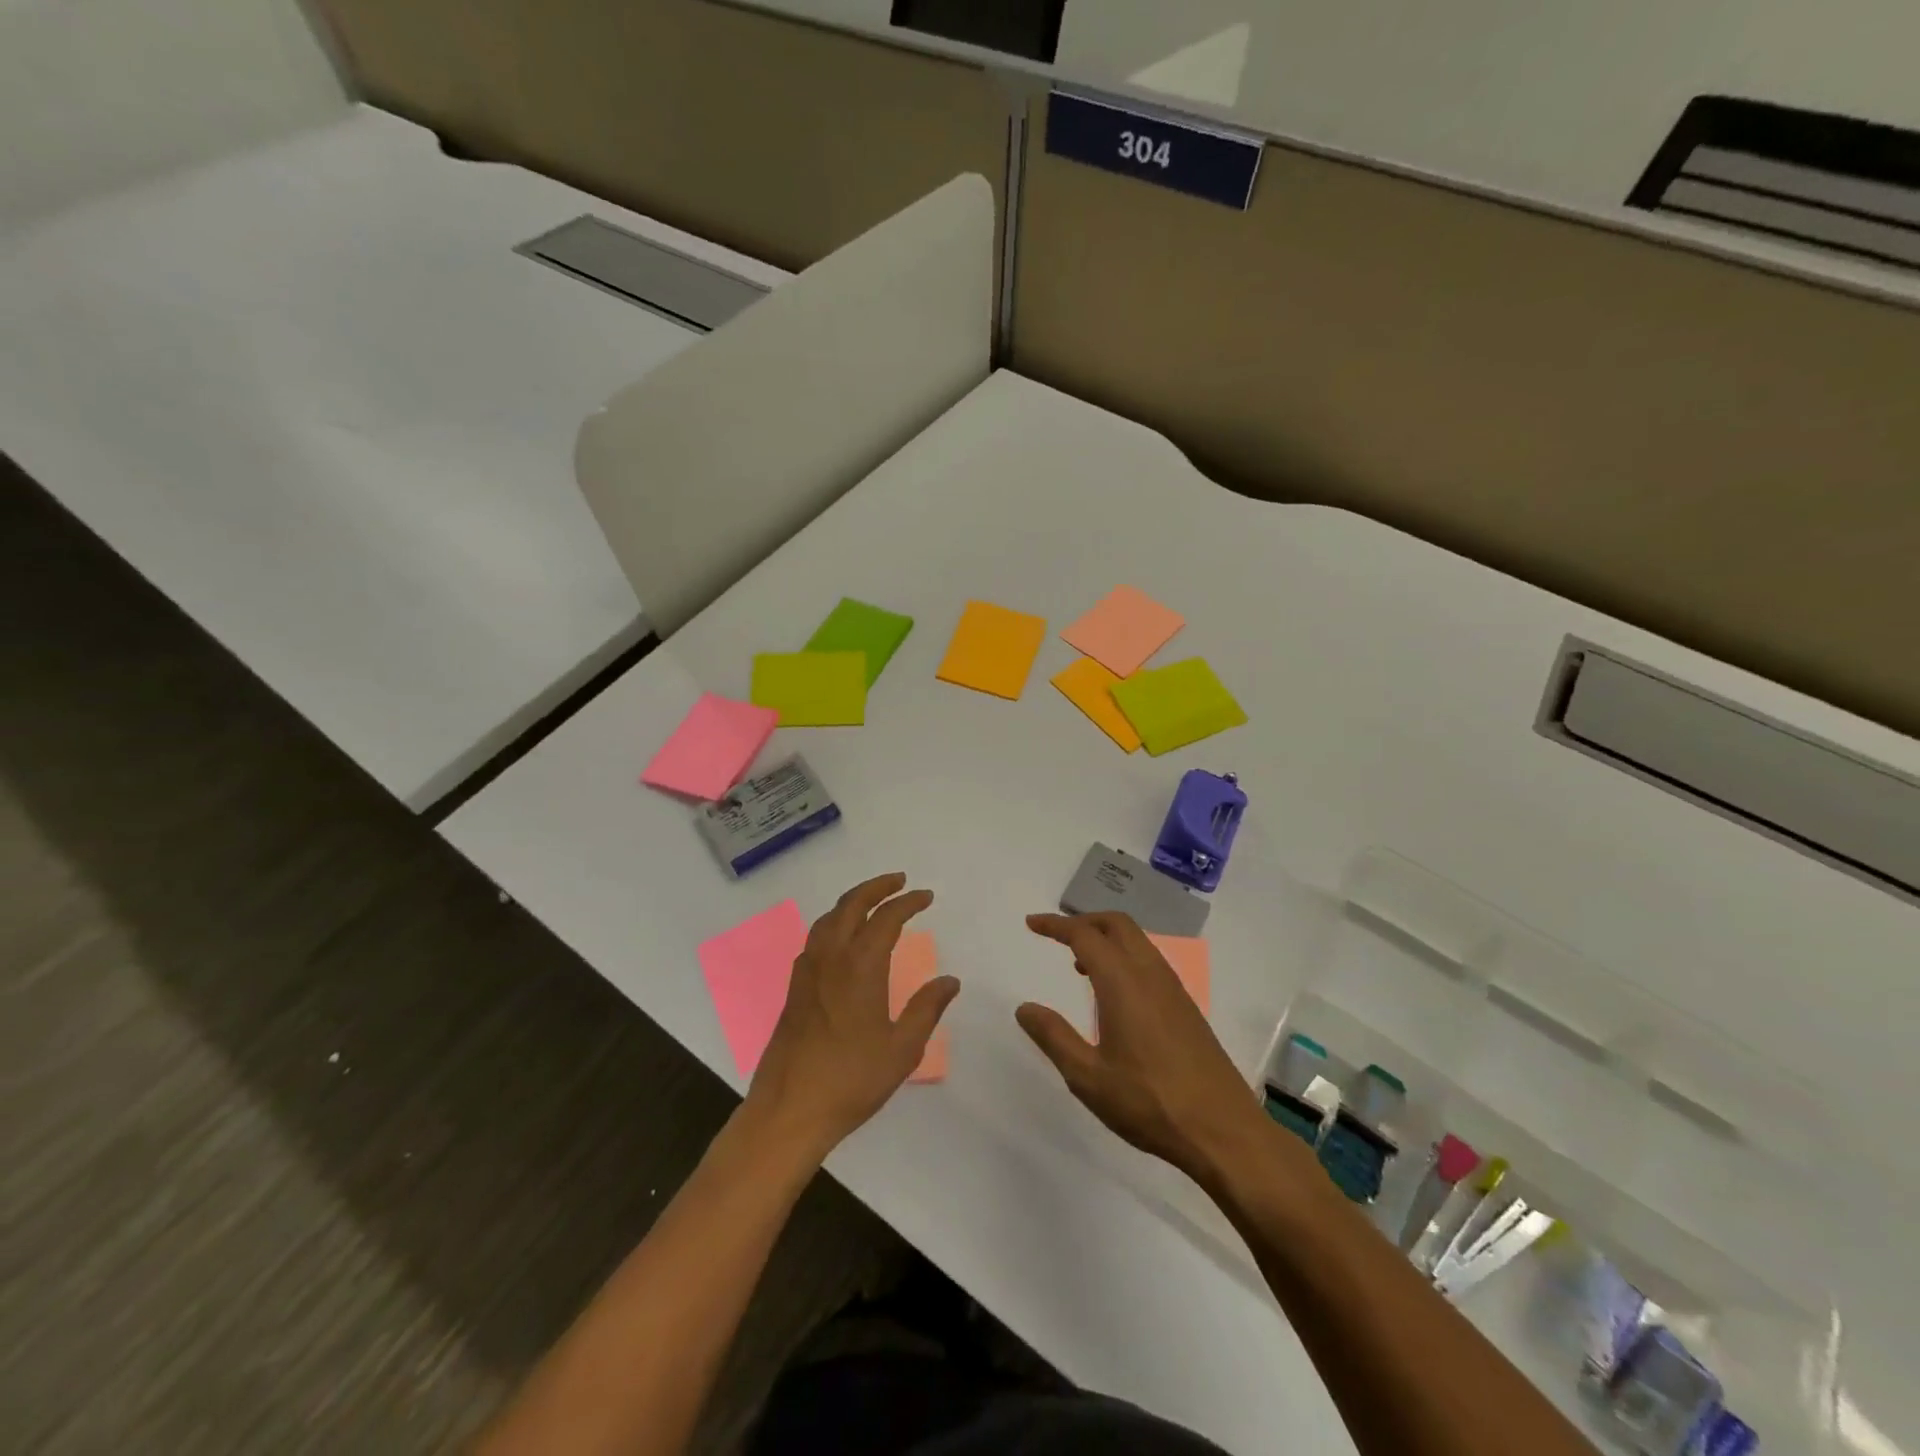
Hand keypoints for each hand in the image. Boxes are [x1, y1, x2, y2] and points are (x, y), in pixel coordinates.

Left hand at [745, 873, 958, 1159]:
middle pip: (851, 904)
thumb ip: (927, 1009)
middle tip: (899, 881)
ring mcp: (807, 971)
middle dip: (877, 887)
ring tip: (872, 902)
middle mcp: (831, 958)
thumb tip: (949, 980)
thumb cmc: (852, 1079)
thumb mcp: (903, 1048)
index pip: (886, 917)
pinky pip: (815, 938)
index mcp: (860, 966)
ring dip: (852, 901)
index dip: (908, 902)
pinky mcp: (794, 988)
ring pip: (828, 918)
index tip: (926, 896)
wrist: (790, 1109)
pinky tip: (842, 939)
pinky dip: (834, 922)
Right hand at [1017, 912, 1267, 1184]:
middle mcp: (1150, 974)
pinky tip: (1114, 994)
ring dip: (1106, 939)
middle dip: (1084, 921)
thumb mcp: (1088, 1077)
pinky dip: (1125, 957)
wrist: (1224, 1131)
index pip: (1084, 936)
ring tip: (1080, 965)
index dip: (1056, 925)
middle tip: (1056, 937)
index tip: (1032, 923)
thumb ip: (1054, 1037)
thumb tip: (1024, 1008)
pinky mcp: (1186, 1007)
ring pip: (1137, 941)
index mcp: (1123, 983)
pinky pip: (1150, 962)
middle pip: (1117, 925)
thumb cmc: (1150, 1103)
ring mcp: (1173, 989)